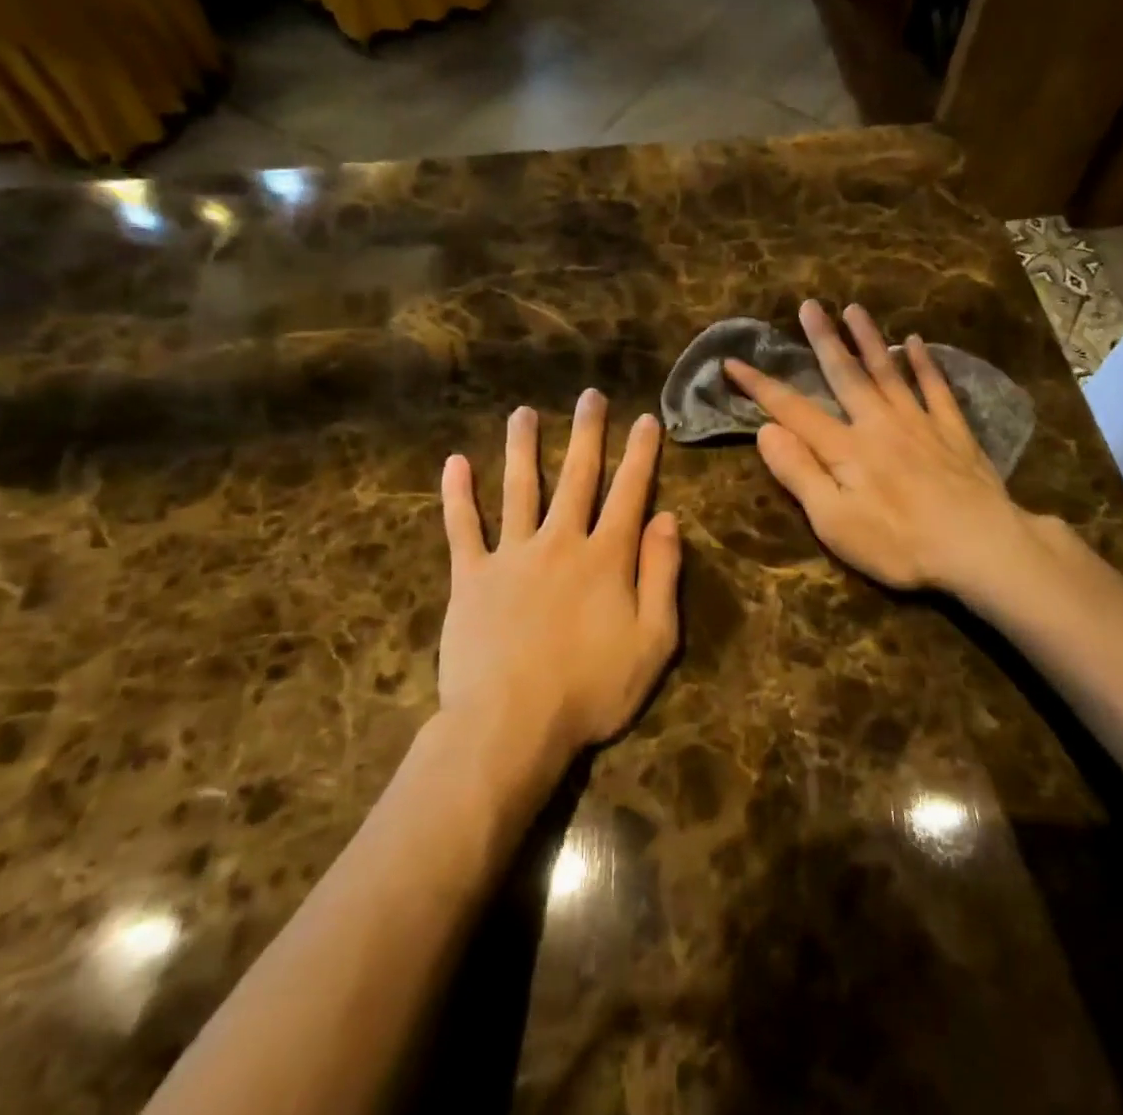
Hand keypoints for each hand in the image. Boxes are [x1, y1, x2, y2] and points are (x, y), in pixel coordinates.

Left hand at [438, 391, 681, 768]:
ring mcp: (511, 555)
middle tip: (590, 396)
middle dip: (587, 433)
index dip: (640, 454)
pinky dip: (457, 495)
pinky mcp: (472, 577)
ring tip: (523, 412)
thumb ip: (662, 575)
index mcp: (606, 556)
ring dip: (523, 447)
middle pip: (577, 476)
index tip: (645, 419)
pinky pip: (463, 528)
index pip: (629, 493)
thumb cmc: (591, 689)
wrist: (510, 725)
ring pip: (519, 488)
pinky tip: (454, 463)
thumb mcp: (654, 641)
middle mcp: (560, 541)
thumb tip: (668, 518)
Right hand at [724, 300, 1043, 595]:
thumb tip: (766, 430)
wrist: (980, 546)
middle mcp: (879, 423)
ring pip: (888, 372)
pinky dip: (925, 364)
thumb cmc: (900, 544)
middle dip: (823, 340)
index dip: (760, 386)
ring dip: (869, 339)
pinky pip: (936, 388)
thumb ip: (800, 473)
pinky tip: (917, 343)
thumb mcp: (835, 522)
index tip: (733, 362)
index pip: (793, 409)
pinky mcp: (953, 433)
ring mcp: (920, 423)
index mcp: (846, 448)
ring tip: (854, 309)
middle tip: (809, 306)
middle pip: (845, 375)